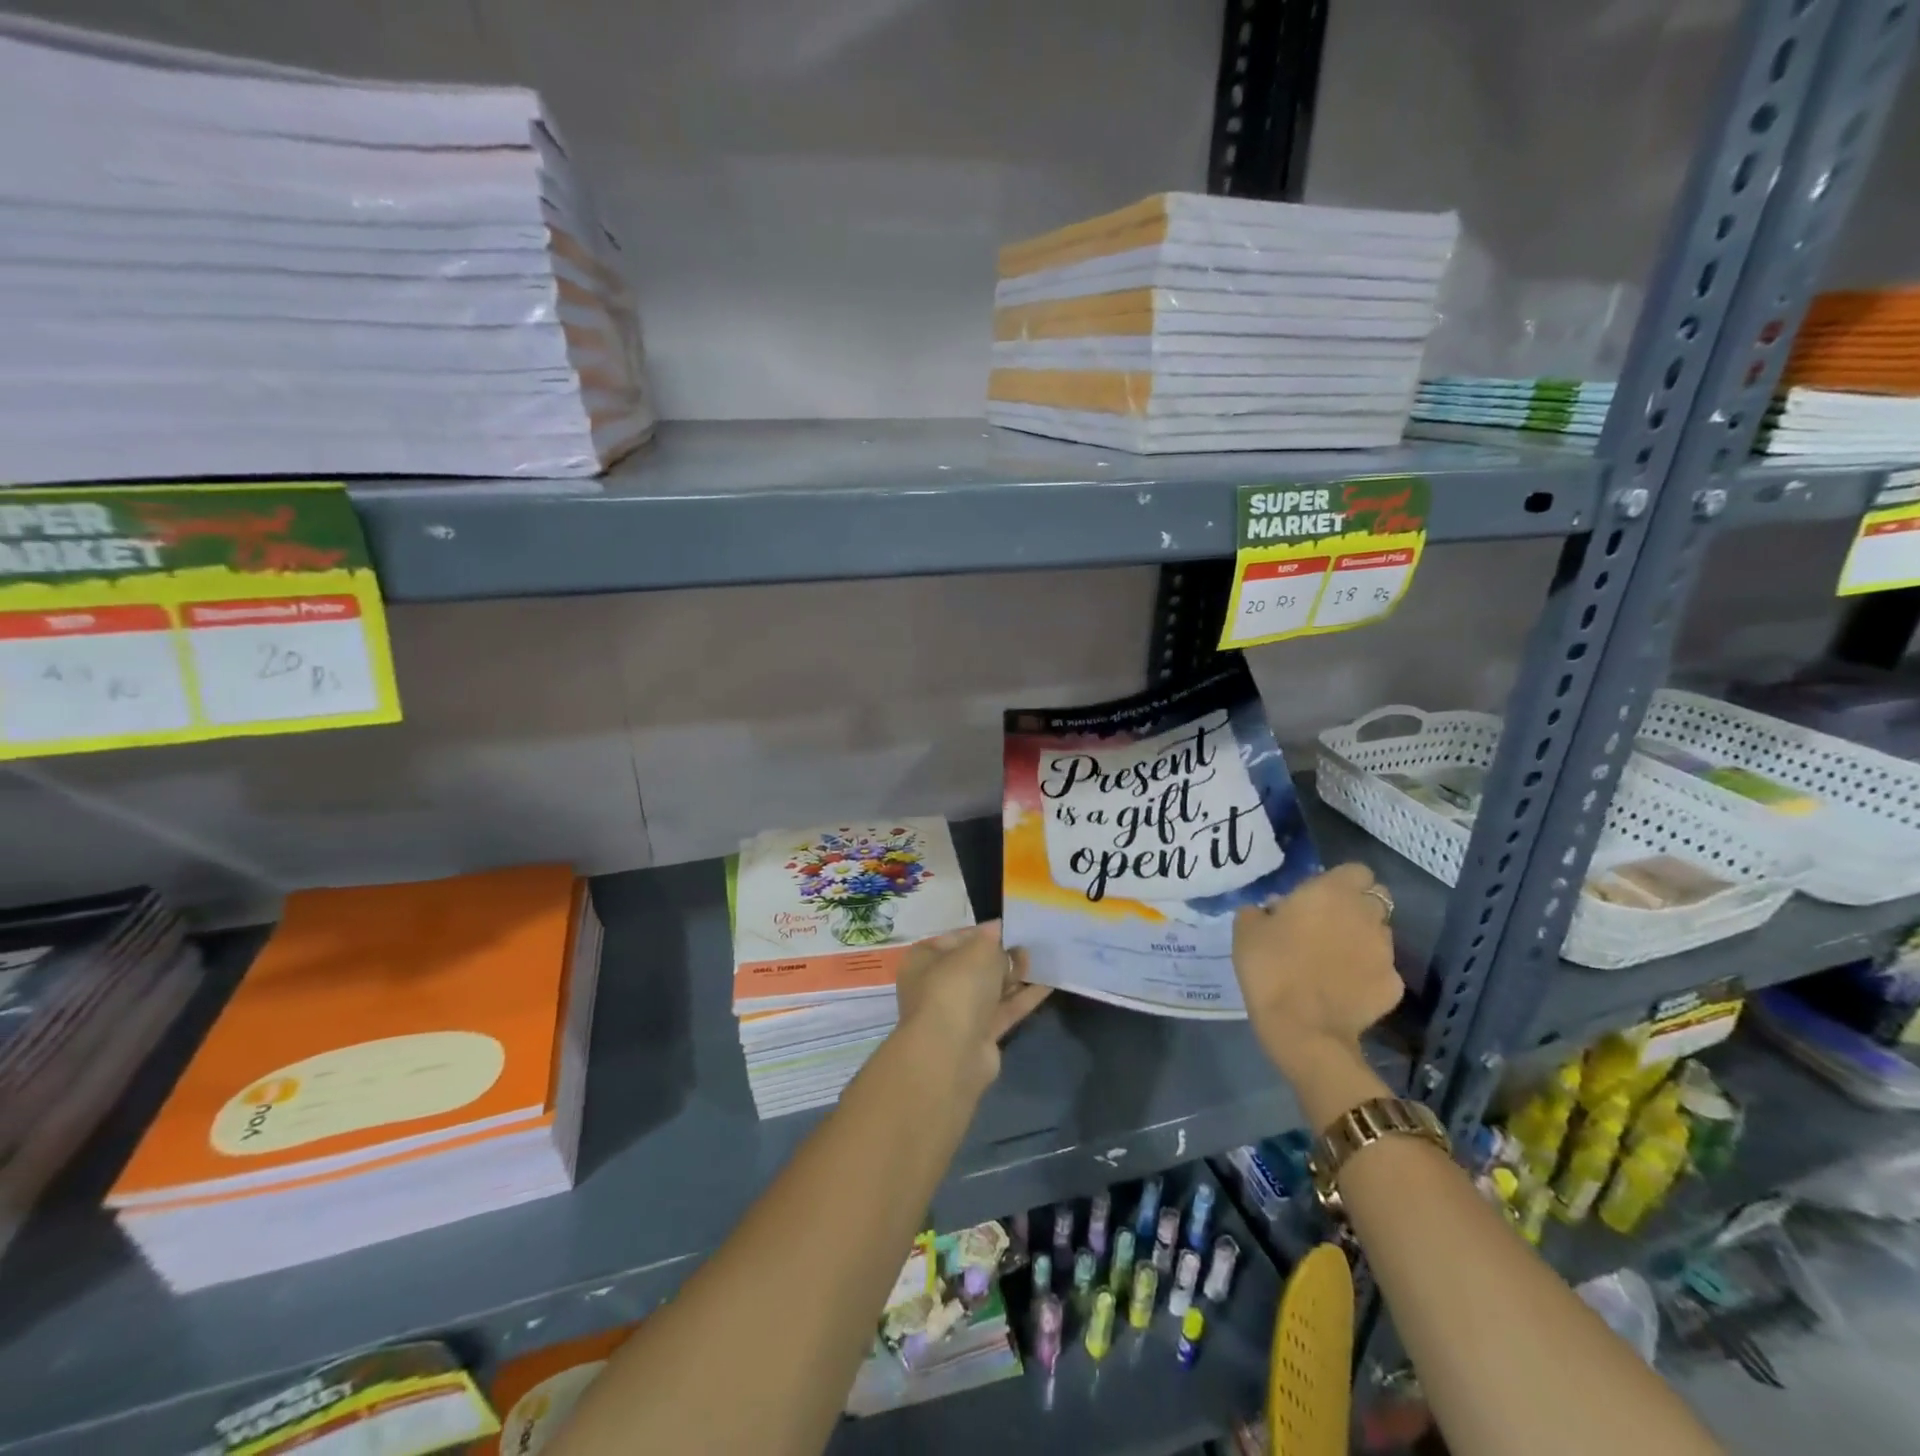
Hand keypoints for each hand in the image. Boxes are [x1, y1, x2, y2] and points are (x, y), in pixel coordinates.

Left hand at [894, 921, 1050, 1097]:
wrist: (952, 1053)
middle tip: (1033, 944)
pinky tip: (1049, 984)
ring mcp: (958, 1013)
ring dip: (1016, 976)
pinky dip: (1024, 997)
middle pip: (975, 965)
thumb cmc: (958, 987)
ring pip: (991, 988)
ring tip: (1046, 960)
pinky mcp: (979, 1035)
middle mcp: (937, 985)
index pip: (958, 937)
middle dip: (1003, 955)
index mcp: (925, 959)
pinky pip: (1004, 1009)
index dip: (986, 932)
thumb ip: (993, 939)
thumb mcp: (979, 950)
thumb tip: (1000, 932)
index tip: (1013, 927)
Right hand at [1233, 863, 1402, 1080]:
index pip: (1356, 871)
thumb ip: (1261, 910)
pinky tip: (1344, 989)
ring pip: (1380, 934)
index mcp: (1332, 892)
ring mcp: (1386, 952)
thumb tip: (1272, 910)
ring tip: (1335, 960)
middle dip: (1356, 908)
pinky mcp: (1394, 986)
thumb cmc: (1270, 968)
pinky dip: (1367, 974)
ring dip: (1362, 940)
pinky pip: (1382, 970)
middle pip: (1374, 900)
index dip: (1340, 881)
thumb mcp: (1246, 930)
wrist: (1302, 1028)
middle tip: (1327, 925)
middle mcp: (1367, 915)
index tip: (1318, 896)